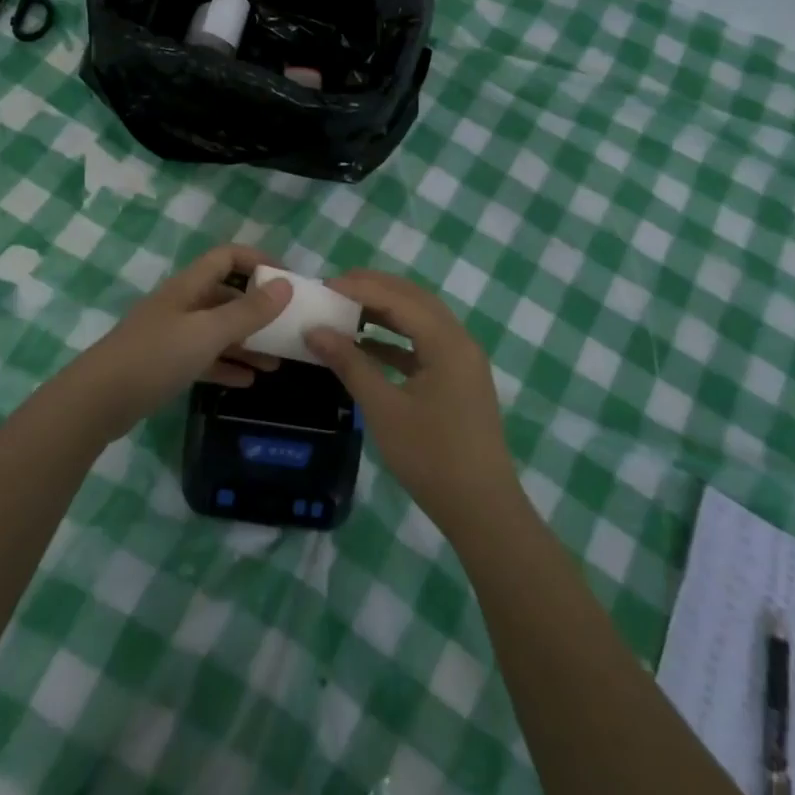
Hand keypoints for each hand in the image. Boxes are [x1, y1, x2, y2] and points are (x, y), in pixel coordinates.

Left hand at [61, 243, 292, 439]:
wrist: (98, 400)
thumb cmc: (156, 357)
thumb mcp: (208, 333)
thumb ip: (248, 311)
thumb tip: (285, 286)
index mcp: (189, 286)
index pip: (227, 257)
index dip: (258, 261)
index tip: (288, 281)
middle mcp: (181, 304)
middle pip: (226, 295)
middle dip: (258, 309)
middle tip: (288, 327)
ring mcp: (172, 335)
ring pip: (218, 330)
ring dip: (247, 342)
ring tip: (277, 362)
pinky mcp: (165, 364)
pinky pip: (204, 358)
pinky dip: (226, 365)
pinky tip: (248, 381)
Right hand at [304, 268, 518, 528]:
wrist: (481, 508)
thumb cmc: (431, 457)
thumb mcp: (384, 409)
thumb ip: (350, 364)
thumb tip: (314, 331)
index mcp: (448, 343)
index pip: (400, 299)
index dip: (361, 288)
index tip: (323, 285)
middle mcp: (460, 342)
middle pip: (415, 300)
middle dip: (375, 289)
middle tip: (334, 287)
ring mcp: (461, 362)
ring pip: (420, 321)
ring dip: (385, 311)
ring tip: (345, 308)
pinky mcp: (457, 381)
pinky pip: (423, 345)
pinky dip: (395, 340)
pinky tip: (366, 344)